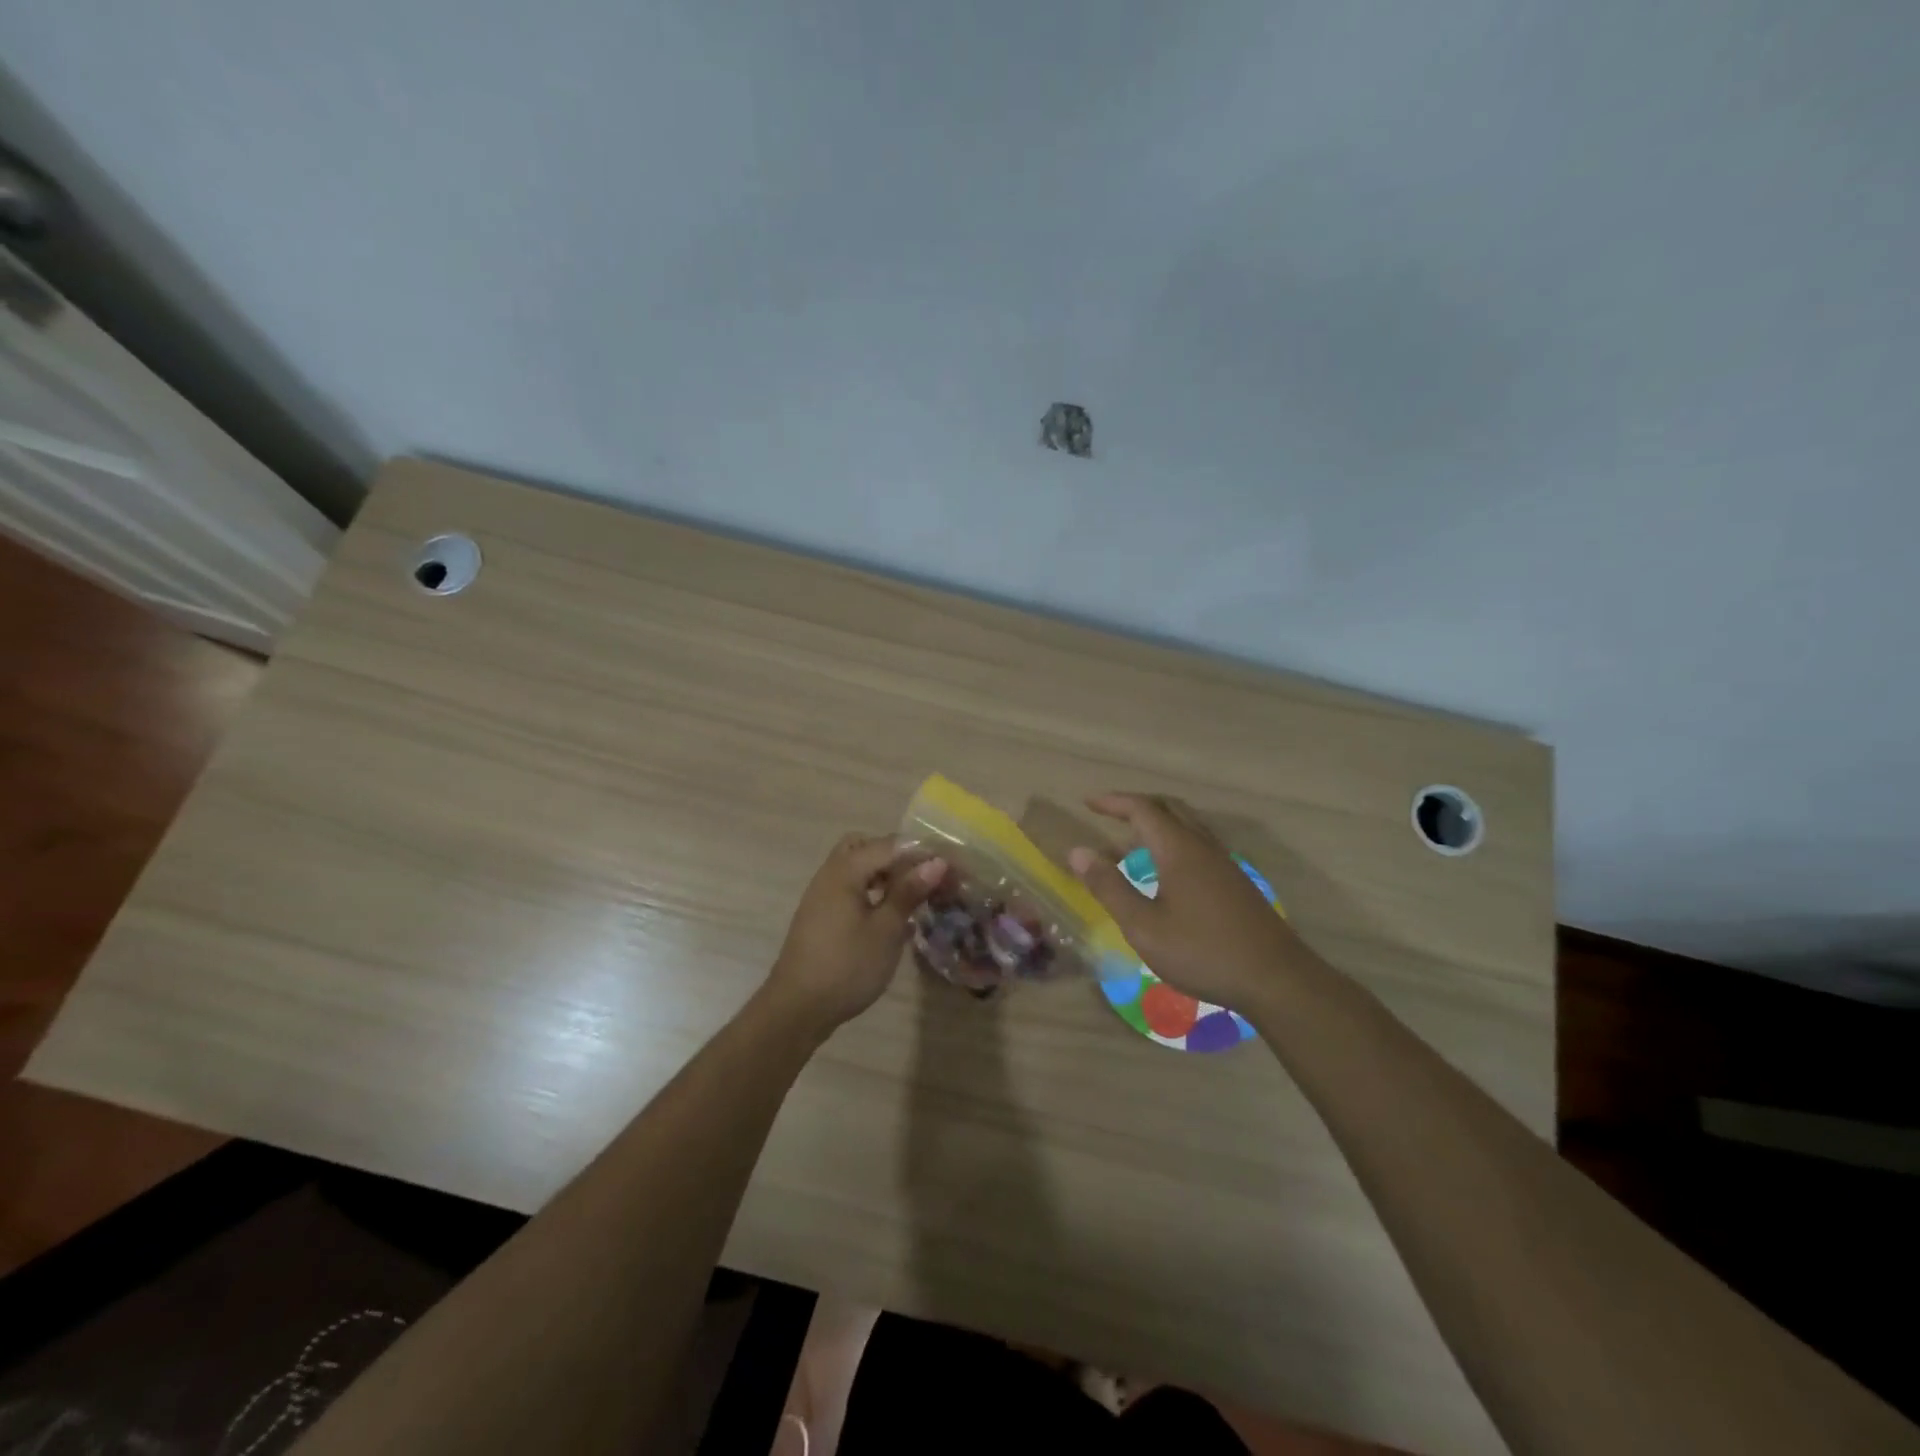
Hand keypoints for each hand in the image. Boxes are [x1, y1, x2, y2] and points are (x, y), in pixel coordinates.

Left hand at [765, 833, 946, 1036]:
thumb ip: (908, 892)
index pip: (890, 845)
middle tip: (923, 879)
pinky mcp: (822, 917)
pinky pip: (850, 889)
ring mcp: (822, 896)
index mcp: (845, 871)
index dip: (922, 853)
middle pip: (865, 847)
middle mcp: (830, 875)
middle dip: (897, 857)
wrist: (798, 1009)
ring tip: (912, 898)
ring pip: (857, 869)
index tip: (951, 868)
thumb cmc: (847, 966)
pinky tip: (892, 919)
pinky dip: (873, 893)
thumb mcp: (885, 930)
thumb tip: (936, 862)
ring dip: (885, 875)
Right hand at [1068, 793, 1306, 1015]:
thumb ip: (1110, 887)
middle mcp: (1203, 846)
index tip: (1088, 803)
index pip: (1142, 809)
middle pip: (1168, 809)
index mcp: (1179, 849)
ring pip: (1186, 827)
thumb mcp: (1144, 926)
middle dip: (1135, 806)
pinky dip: (1172, 844)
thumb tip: (1078, 852)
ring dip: (1155, 826)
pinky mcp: (1235, 883)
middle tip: (1107, 814)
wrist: (1276, 979)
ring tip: (1128, 846)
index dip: (1113, 802)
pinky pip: (1198, 845)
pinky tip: (1164, 874)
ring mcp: (1224, 864)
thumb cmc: (1202, 952)